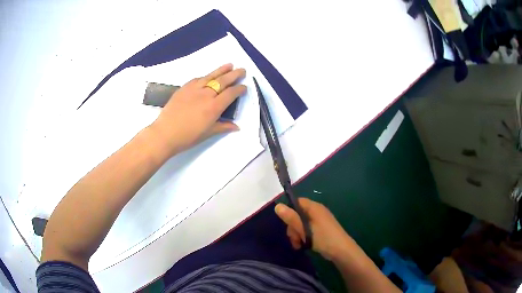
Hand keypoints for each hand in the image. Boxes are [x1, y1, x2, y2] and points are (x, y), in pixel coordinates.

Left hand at [149, 63, 245, 155]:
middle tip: (242, 70)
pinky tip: (208, 76)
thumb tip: (237, 127)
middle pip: (223, 81)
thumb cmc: (188, 137)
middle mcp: (206, 94)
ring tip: (230, 65)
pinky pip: (197, 79)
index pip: (231, 94)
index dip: (239, 89)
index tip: (244, 87)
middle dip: (234, 74)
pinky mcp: (184, 88)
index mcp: (214, 107)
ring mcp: (194, 89)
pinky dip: (205, 76)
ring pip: (211, 76)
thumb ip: (223, 127)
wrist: (165, 133)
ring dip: (221, 70)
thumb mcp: (208, 133)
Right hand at [275, 198, 360, 260]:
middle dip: (293, 227)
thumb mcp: (305, 229)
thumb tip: (277, 206)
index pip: (297, 202)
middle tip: (294, 238)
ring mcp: (319, 221)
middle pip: (297, 215)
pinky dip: (303, 237)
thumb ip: (291, 218)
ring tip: (298, 245)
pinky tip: (302, 246)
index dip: (289, 211)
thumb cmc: (323, 238)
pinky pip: (307, 230)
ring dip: (297, 235)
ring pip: (301, 224)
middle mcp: (316, 212)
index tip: (286, 223)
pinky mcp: (320, 230)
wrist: (341, 251)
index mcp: (314, 208)